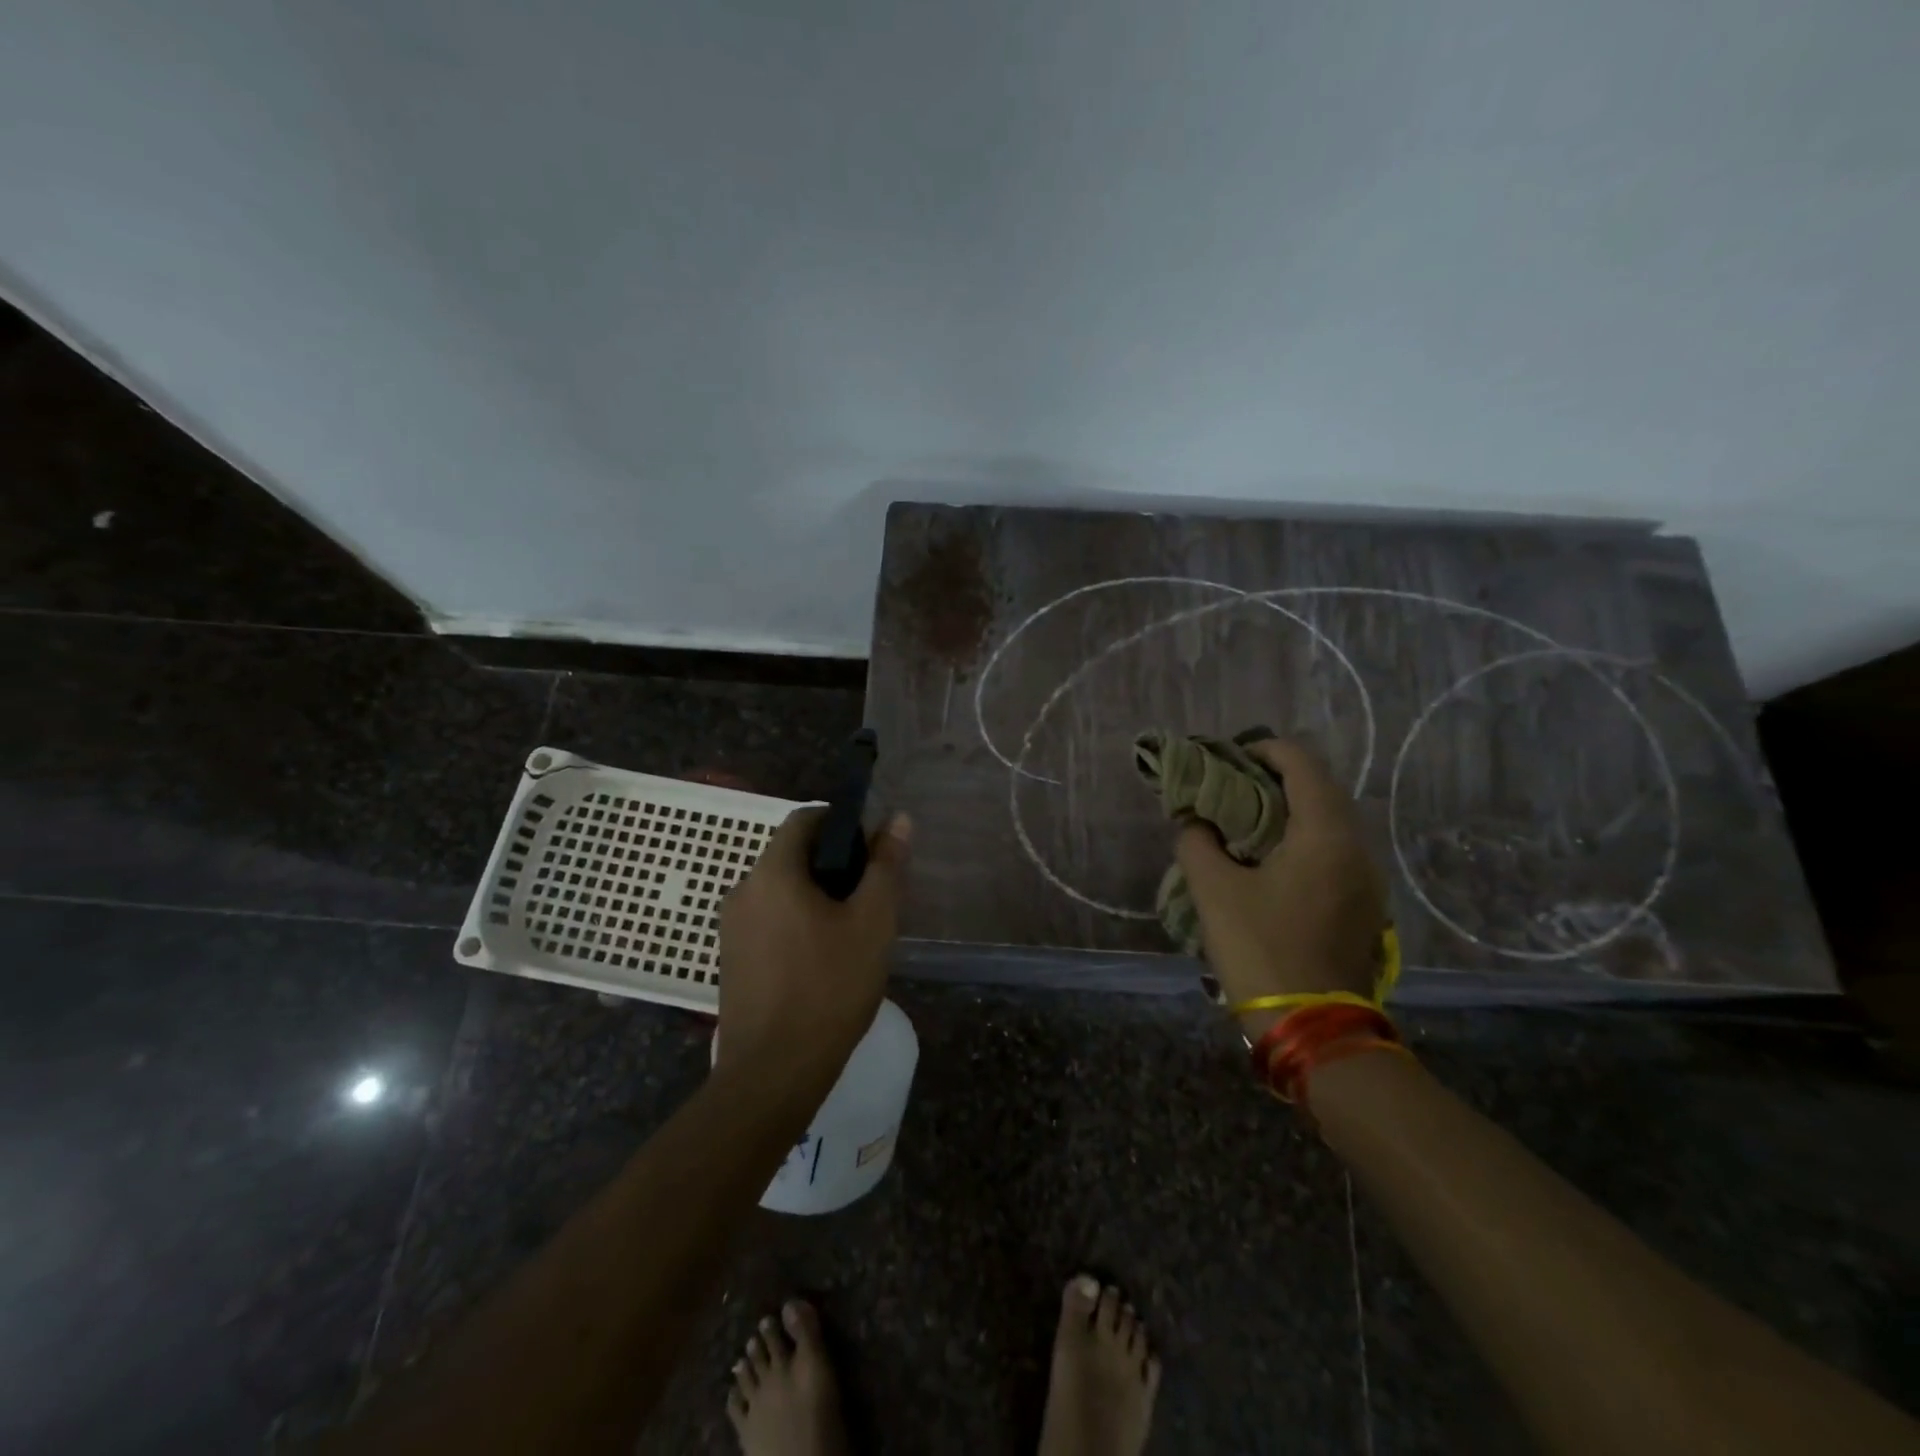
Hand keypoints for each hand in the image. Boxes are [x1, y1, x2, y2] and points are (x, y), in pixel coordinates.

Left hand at [715, 807, 910, 1091]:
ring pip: (782, 890)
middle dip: (834, 863)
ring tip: (853, 928)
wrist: (773, 1073)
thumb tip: (897, 819)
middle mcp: (743, 891)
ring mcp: (732, 928)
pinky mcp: (732, 959)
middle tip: (871, 893)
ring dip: (817, 895)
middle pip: (792, 854)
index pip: (805, 818)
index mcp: (772, 872)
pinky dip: (797, 921)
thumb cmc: (828, 987)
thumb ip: (885, 866)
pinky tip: (824, 956)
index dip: (842, 822)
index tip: (873, 847)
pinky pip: (770, 920)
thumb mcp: (872, 922)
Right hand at [1174, 736, 1384, 1006]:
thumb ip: (1197, 843)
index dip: (1265, 750)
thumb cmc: (1261, 948)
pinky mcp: (1364, 905)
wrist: (1312, 1027)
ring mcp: (1367, 879)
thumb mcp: (1215, 891)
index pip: (1302, 764)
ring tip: (1246, 819)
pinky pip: (1335, 850)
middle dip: (1276, 778)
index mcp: (1325, 834)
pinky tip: (1271, 859)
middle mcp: (1357, 847)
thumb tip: (1194, 822)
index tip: (1229, 758)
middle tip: (1232, 786)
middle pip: (1322, 788)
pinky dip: (1303, 838)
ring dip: (1291, 809)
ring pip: (1331, 821)